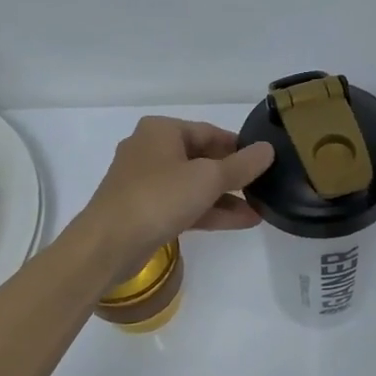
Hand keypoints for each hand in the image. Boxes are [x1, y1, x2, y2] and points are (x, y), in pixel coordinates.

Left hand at [75, 117, 274, 282]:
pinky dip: (210, 212)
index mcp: (162, 131)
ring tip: (260, 210)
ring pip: (194, 185)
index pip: (210, 132)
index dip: (239, 147)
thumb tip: (268, 149)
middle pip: (202, 158)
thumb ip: (242, 165)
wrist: (107, 245)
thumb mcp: (208, 178)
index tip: (264, 161)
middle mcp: (151, 150)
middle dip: (234, 176)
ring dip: (226, 198)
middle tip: (265, 187)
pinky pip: (184, 205)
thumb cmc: (158, 198)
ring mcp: (146, 182)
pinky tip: (241, 222)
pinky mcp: (145, 211)